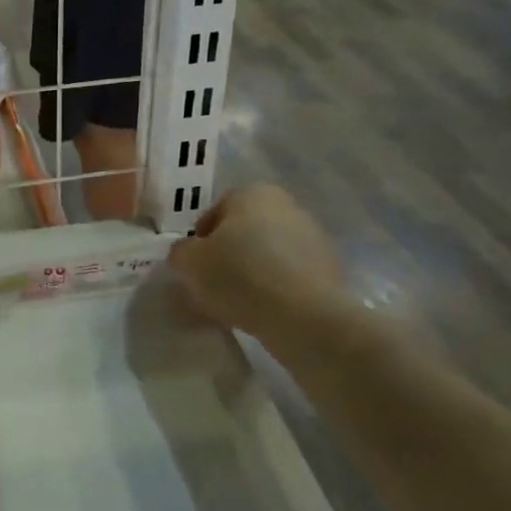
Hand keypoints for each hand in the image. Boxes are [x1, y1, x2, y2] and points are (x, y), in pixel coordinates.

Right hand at [167, 185, 347, 340]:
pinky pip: (289, 275)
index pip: (216, 211)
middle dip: (228, 253)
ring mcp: (314, 237)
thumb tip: (187, 253)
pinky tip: (261, 311)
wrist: (303, 316)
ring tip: (235, 302)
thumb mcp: (189, 262)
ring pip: (268, 253)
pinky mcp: (329, 269)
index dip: (201, 238)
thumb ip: (180, 252)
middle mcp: (287, 206)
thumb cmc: (238, 276)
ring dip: (251, 271)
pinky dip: (274, 288)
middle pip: (245, 230)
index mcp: (253, 193)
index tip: (195, 264)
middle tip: (212, 283)